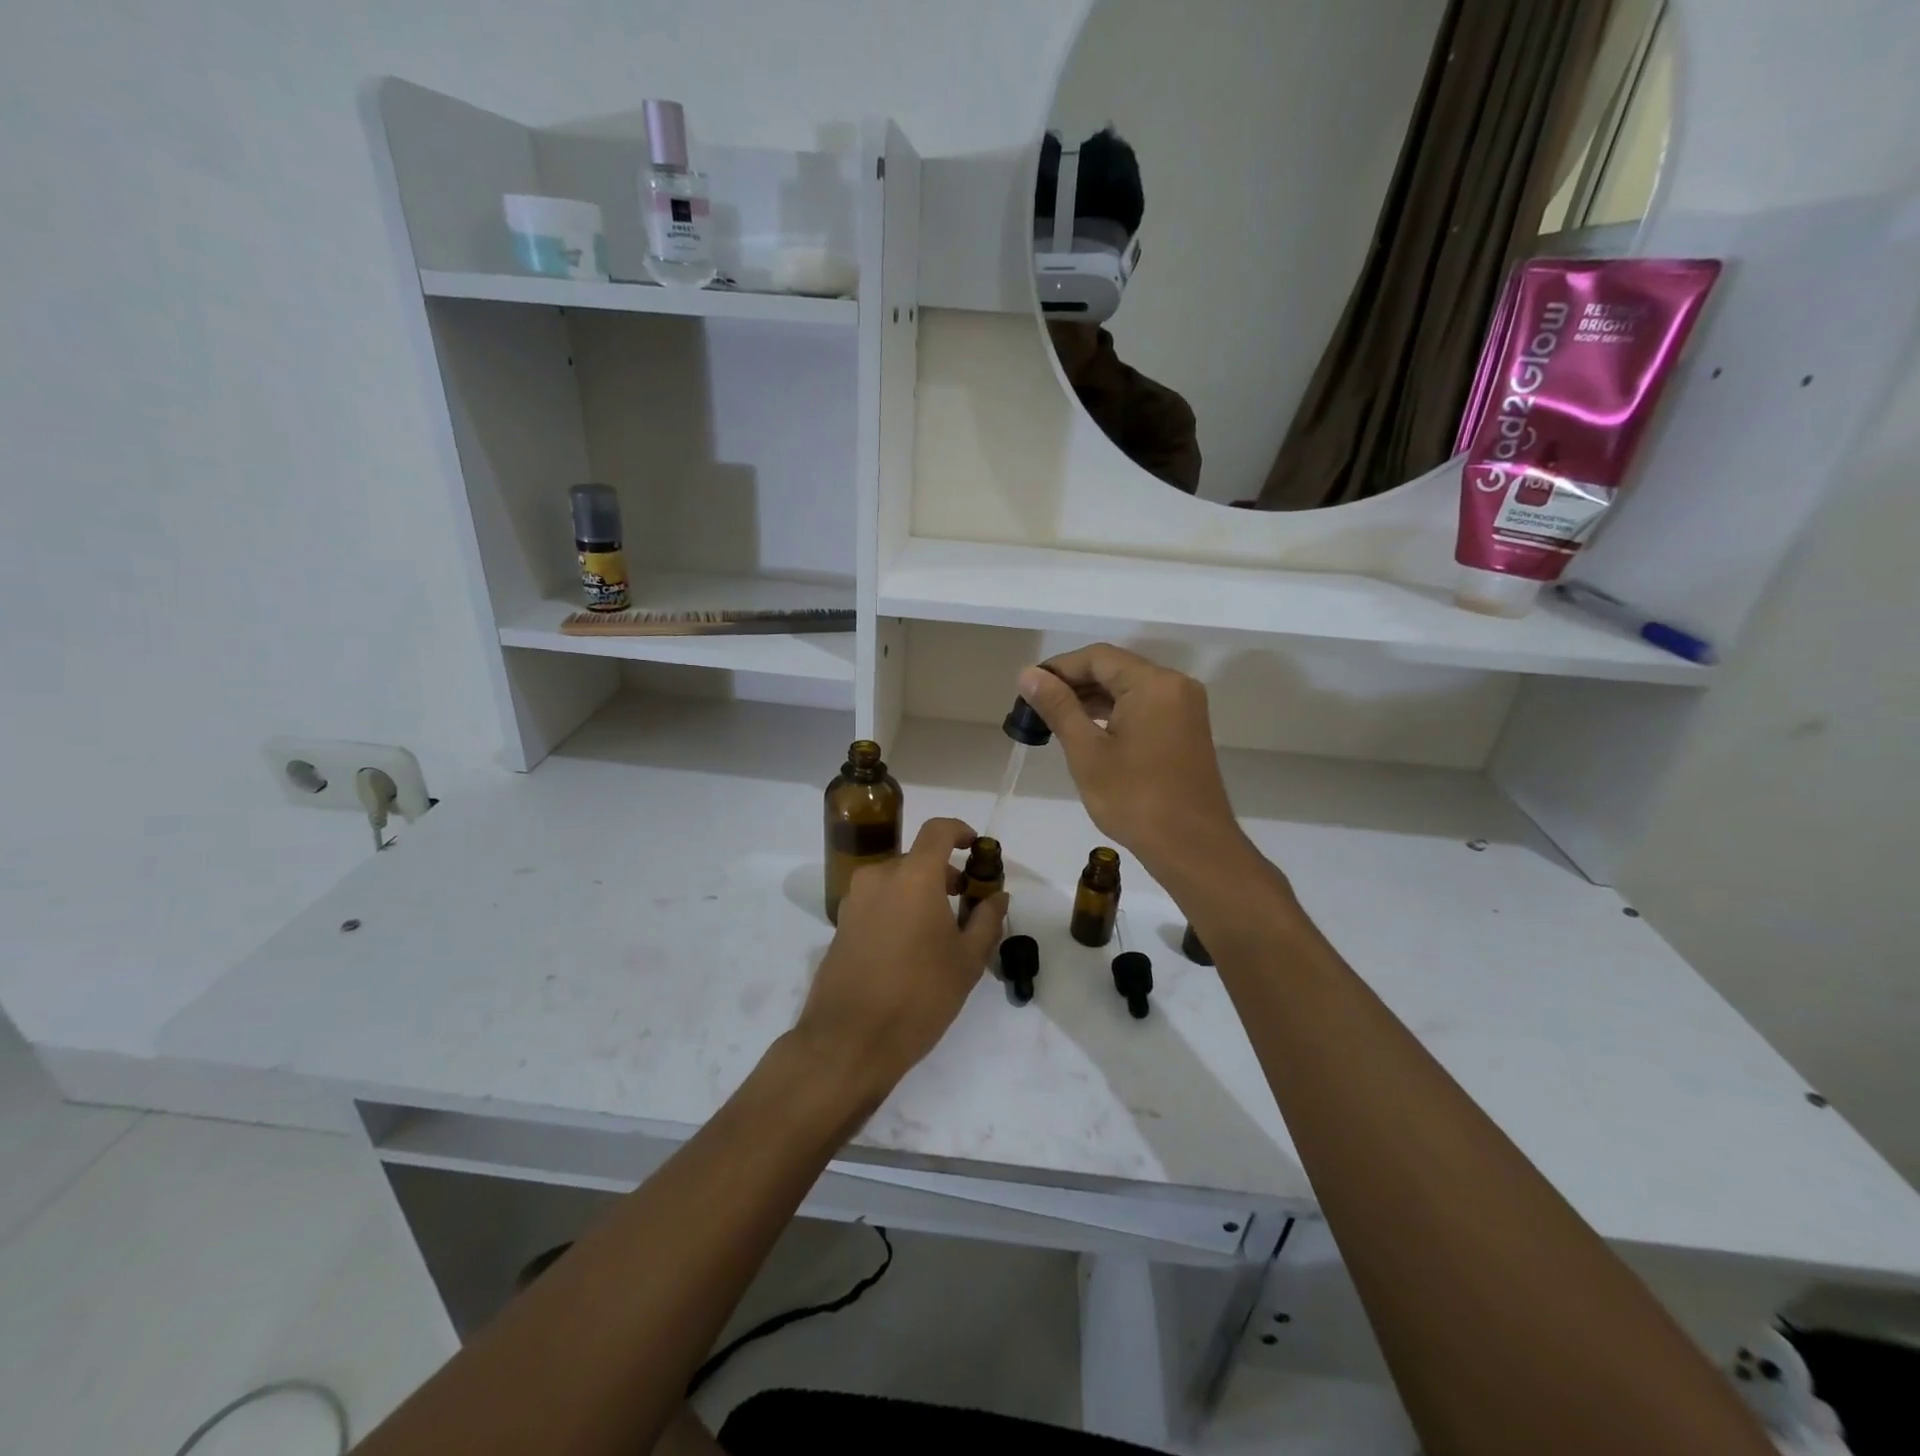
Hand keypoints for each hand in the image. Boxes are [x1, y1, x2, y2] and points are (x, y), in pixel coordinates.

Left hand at [791, 817, 1007, 1108]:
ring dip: (921, 891)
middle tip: (968, 902)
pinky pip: (878, 901)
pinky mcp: (841, 923)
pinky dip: (899, 907)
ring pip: (896, 881)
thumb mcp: (966, 961)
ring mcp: (855, 899)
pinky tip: (912, 946)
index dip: (960, 831)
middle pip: (917, 859)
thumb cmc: (919, 995)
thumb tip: (998, 896)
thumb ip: (987, 920)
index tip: (976, 848)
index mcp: (913, 876)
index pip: (938, 830)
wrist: (849, 1040)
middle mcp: (879, 877)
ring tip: (942, 929)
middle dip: (944, 873)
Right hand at [1017, 645, 1249, 880]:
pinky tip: (1087, 730)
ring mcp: (1184, 708)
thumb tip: (1029, 674)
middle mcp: (1174, 685)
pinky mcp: (1186, 729)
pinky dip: (1114, 713)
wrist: (1192, 846)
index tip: (1027, 688)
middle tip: (1035, 706)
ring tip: (1054, 719)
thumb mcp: (1087, 751)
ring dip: (1092, 699)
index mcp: (1153, 683)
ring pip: (1129, 688)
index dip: (1058, 668)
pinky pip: (1144, 706)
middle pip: (1115, 668)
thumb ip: (1058, 707)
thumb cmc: (1135, 798)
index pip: (1097, 657)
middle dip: (1074, 684)